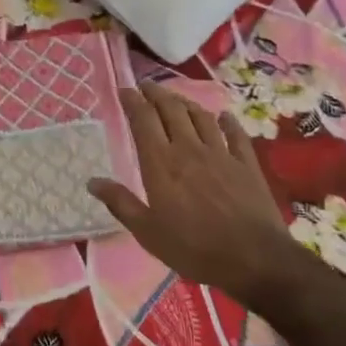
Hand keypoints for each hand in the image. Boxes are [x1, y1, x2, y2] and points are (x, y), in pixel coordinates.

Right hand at [87, 84, 293, 302]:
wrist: (254, 258)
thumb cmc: (193, 248)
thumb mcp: (148, 233)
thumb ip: (120, 203)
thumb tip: (92, 181)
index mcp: (161, 164)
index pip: (143, 121)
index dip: (133, 102)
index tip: (124, 90)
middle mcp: (189, 149)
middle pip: (171, 110)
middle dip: (156, 94)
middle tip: (146, 86)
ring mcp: (221, 154)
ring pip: (201, 117)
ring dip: (185, 102)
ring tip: (176, 98)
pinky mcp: (246, 164)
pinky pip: (235, 134)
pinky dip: (227, 122)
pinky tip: (223, 116)